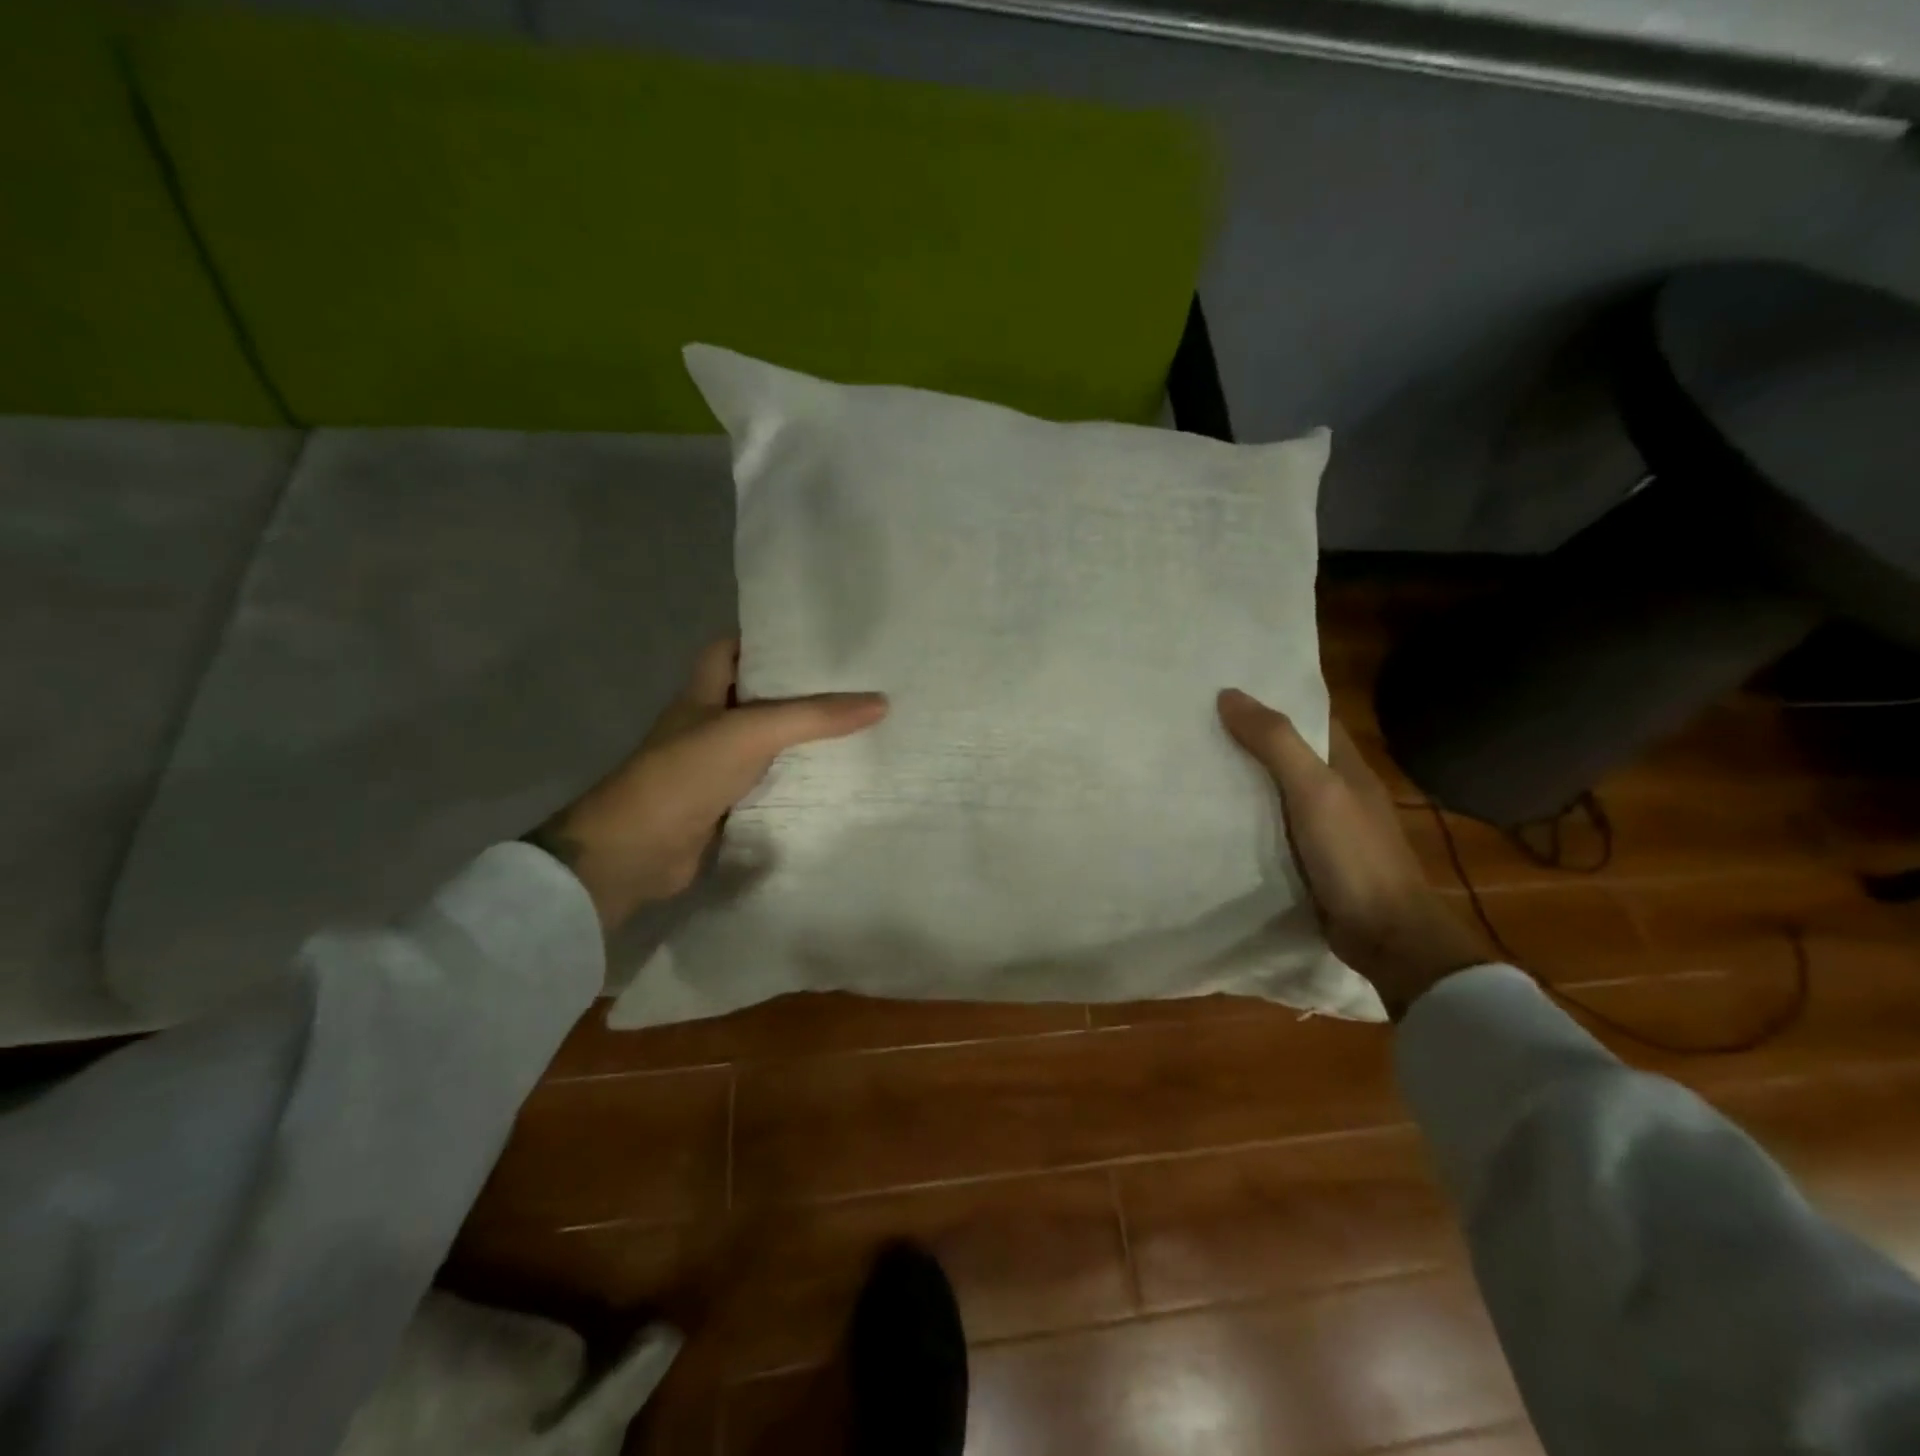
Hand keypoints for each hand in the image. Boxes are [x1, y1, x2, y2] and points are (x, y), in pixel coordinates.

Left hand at [529, 640, 887, 930]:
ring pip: (765, 742)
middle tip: (853, 683)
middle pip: (757, 696)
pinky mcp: (724, 803)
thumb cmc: (685, 773)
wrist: (635, 850)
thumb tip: (881, 702)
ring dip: (800, 737)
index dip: (767, 639)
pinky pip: (767, 782)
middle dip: (798, 690)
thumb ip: (813, 716)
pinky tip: (831, 778)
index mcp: (704, 692)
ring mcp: (714, 766)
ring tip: (856, 725)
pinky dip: (794, 779)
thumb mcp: (751, 732)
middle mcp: (708, 723)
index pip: (732, 649)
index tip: (816, 639)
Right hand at [1218, 688, 1487, 1018]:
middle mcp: (1336, 790)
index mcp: (1345, 765)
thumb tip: (1229, 694)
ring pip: (1276, 791)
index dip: (1273, 699)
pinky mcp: (1309, 859)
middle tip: (1193, 723)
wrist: (1385, 935)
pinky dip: (1245, 817)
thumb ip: (1276, 742)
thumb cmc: (1354, 855)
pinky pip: (1270, 826)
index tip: (1225, 687)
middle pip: (1288, 753)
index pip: (1308, 717)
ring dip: (1242, 778)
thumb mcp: (1315, 790)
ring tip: (1191, 762)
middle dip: (1248, 737)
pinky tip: (1210, 816)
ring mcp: (1324, 827)